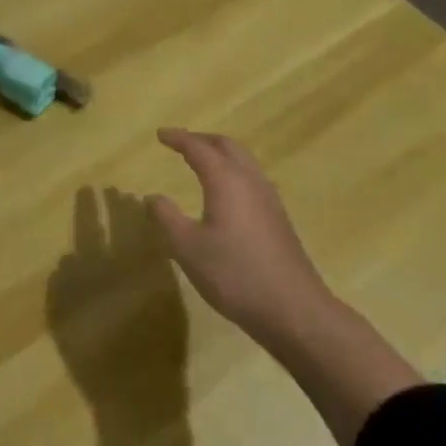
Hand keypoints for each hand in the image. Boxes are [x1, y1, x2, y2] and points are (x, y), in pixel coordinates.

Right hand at [146, 127, 422, 445]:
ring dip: (221, 154)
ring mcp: (269, 200)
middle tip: (181, 143)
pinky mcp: (279, 219)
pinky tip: (226, 194)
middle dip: (202, 140)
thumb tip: (151, 197)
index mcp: (226, 180)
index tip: (160, 134)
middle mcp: (250, 181)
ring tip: (202, 162)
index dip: (178, 138)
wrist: (293, 310)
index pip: (199, 148)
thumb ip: (166, 218)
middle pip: (227, 146)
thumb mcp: (187, 248)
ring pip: (244, 162)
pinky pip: (252, 179)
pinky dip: (233, 172)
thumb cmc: (235, 274)